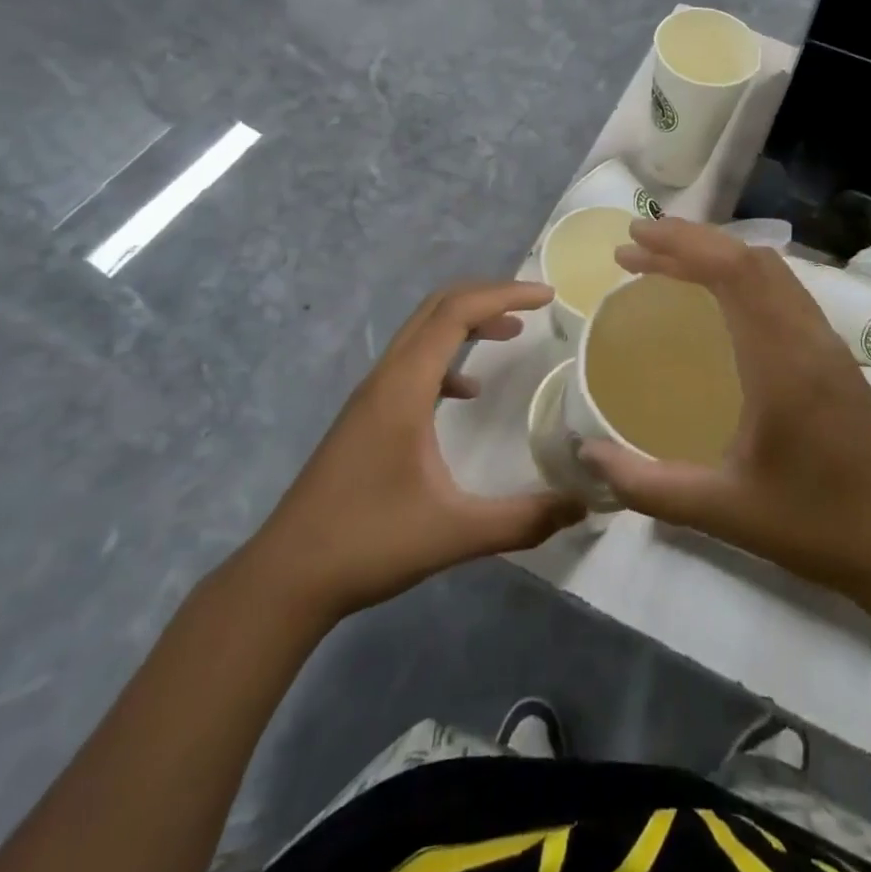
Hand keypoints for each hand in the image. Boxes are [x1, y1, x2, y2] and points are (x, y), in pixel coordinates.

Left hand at [260, 281, 585, 619]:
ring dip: (467, 322)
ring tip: (512, 333)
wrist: (287, 577)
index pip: (456, 313)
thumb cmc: (369, 543)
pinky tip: (468, 392)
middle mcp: (385, 377)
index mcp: (404, 387)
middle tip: (534, 305)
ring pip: (422, 333)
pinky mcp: (365, 415)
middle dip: (488, 297)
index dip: (504, 295)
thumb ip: (523, 519)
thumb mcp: (455, 533)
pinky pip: (412, 364)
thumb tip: (583, 503)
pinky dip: (447, 358)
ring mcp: (371, 395)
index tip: (548, 297)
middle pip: (437, 308)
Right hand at [581, 220, 870, 602]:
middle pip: (749, 259)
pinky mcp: (835, 355)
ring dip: (718, 254)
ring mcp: (827, 342)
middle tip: (635, 244)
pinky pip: (784, 290)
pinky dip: (743, 275)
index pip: (732, 272)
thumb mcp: (726, 512)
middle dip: (690, 241)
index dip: (680, 246)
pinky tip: (720, 299)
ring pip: (771, 270)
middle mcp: (807, 336)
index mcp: (783, 361)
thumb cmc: (818, 525)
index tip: (632, 241)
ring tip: (668, 262)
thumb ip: (651, 486)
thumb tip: (588, 456)